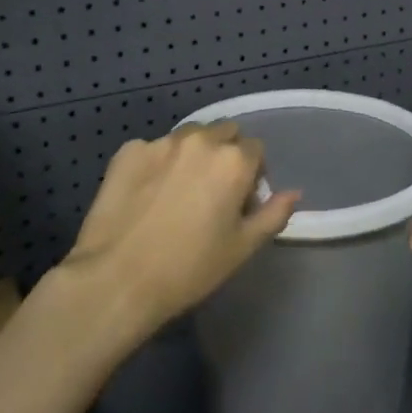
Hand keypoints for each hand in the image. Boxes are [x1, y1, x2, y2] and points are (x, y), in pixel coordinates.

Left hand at [53, 121, 300, 344]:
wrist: (117, 279)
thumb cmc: (189, 269)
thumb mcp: (242, 248)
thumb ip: (273, 214)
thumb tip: (294, 192)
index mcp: (233, 161)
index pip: (256, 149)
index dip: (252, 174)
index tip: (240, 201)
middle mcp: (200, 141)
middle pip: (224, 133)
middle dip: (224, 155)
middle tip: (211, 193)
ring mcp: (160, 143)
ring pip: (188, 138)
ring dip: (192, 155)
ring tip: (177, 192)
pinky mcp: (127, 151)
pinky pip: (153, 149)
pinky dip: (156, 164)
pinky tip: (146, 195)